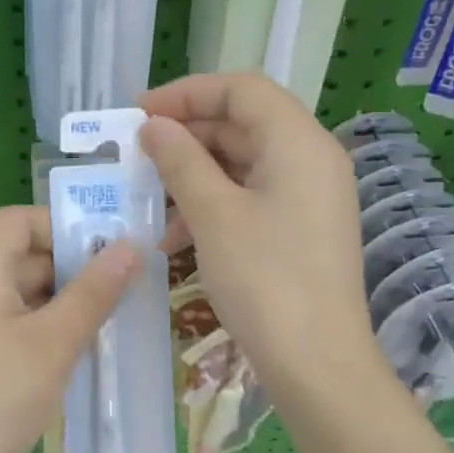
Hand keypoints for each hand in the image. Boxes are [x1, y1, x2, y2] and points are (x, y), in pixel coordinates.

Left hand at [0, 205, 139, 452]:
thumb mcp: (53, 342)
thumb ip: (93, 292)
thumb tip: (131, 246)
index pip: (16, 220)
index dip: (59, 224)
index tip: (104, 248)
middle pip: (25, 255)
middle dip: (74, 265)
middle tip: (126, 284)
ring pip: (28, 294)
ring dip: (69, 301)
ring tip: (116, 317)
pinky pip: (23, 327)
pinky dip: (54, 330)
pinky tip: (86, 349)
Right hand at [138, 73, 377, 405]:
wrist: (316, 363)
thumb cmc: (264, 280)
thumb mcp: (213, 214)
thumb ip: (181, 161)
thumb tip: (154, 127)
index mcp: (298, 142)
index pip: (241, 89)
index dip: (186, 93)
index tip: (139, 115)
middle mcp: (311, 159)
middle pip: (242, 124)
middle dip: (186, 137)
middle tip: (137, 157)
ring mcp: (310, 196)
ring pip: (242, 164)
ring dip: (193, 176)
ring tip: (150, 203)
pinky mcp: (302, 228)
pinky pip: (252, 197)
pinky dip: (213, 205)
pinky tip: (176, 237)